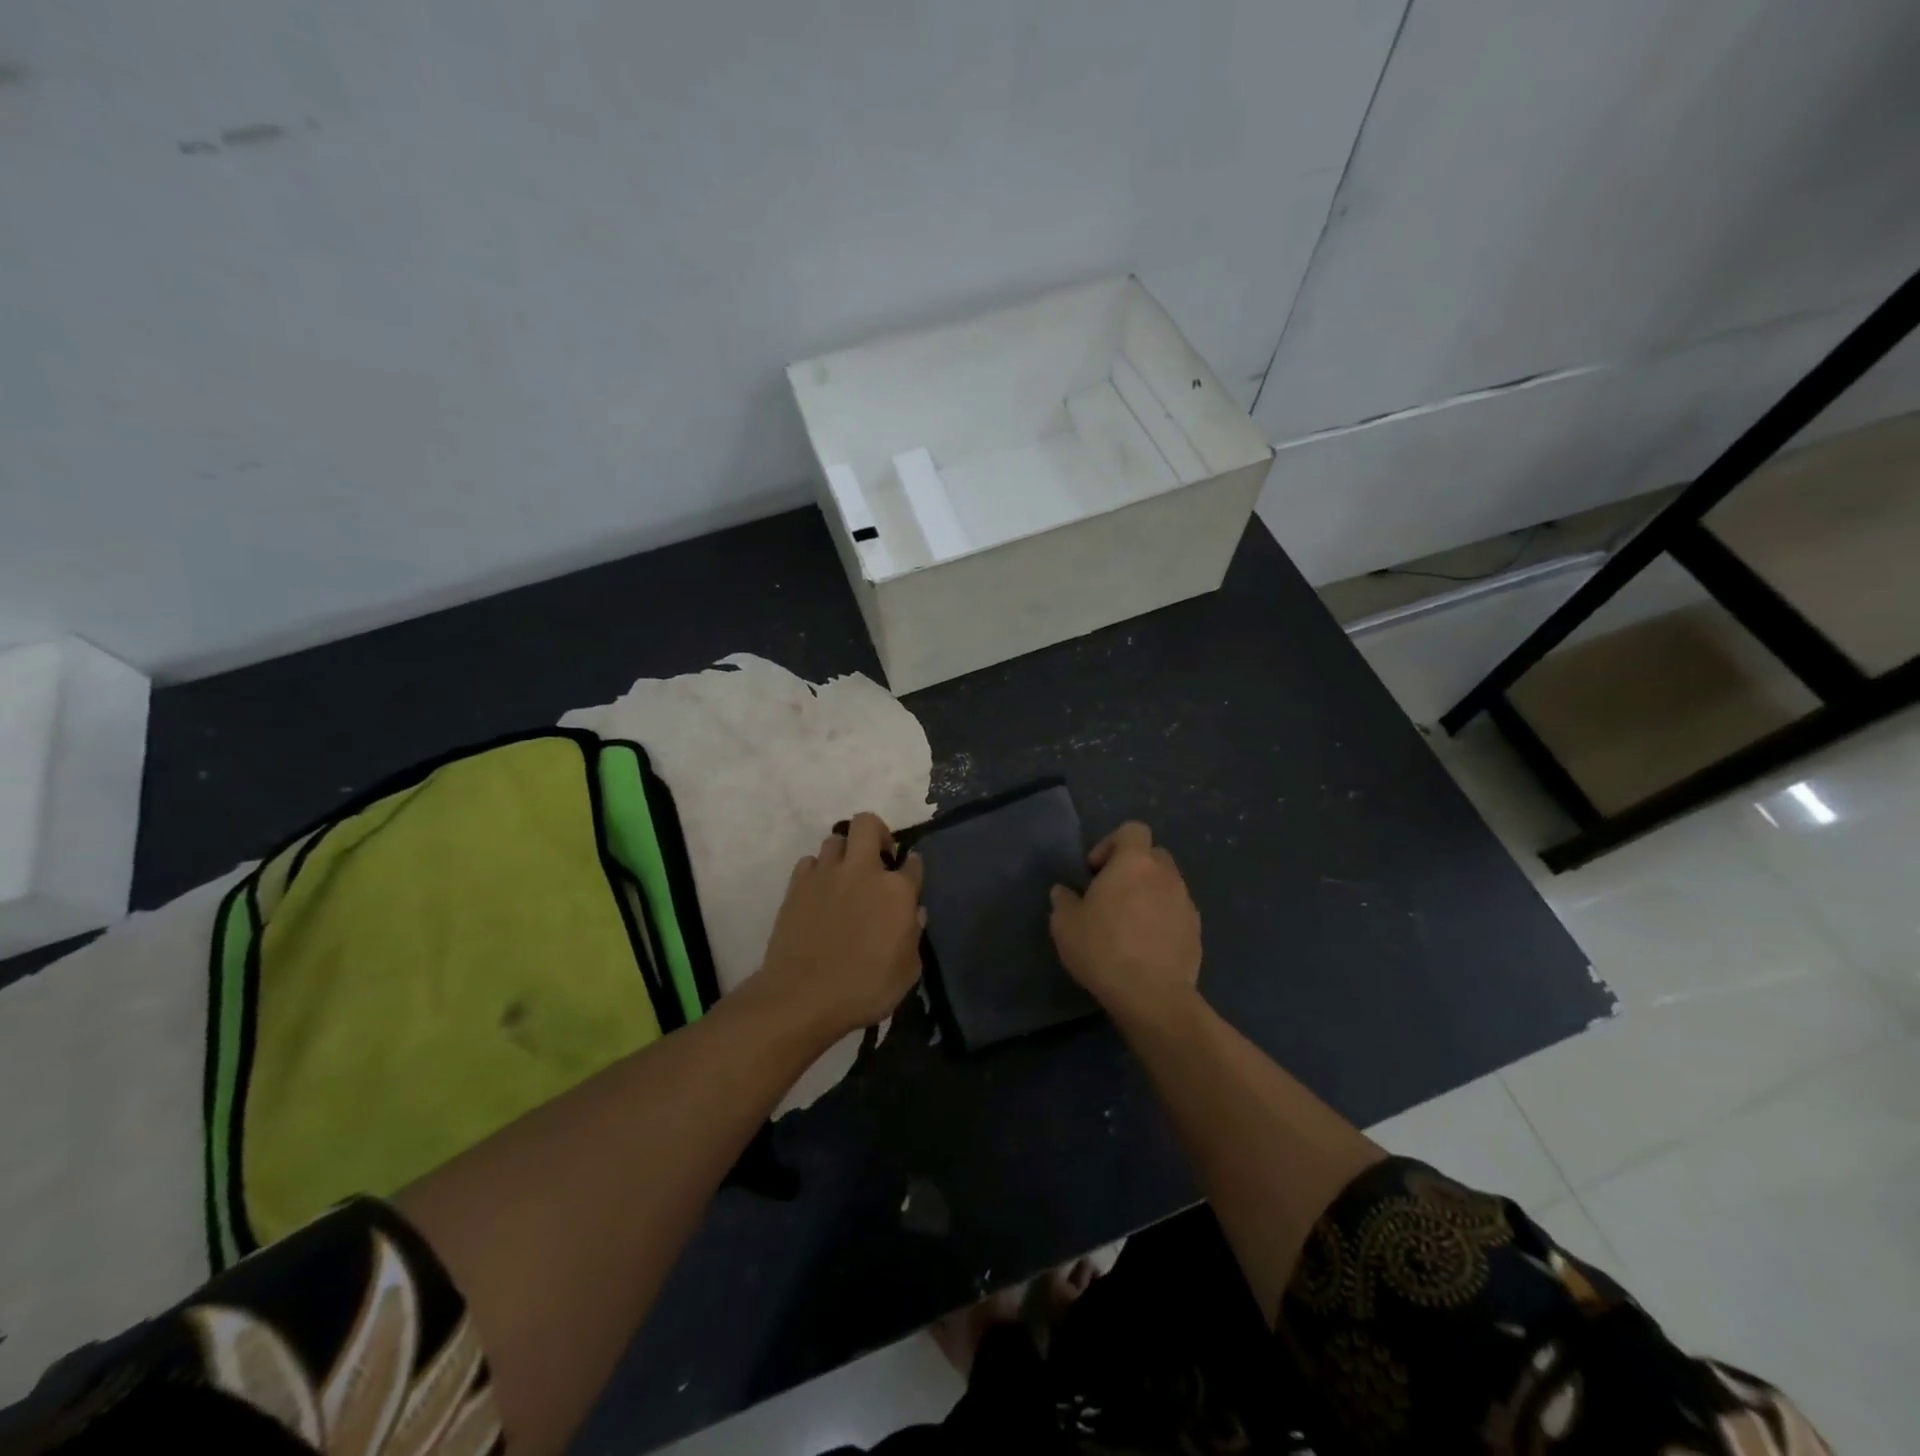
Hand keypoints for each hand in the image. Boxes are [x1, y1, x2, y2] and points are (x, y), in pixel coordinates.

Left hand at [756, 812, 924, 1041]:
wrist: (802, 998)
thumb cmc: (863, 990)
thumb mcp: (907, 972)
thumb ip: (914, 936)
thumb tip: (915, 913)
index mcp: (896, 891)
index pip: (913, 862)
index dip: (913, 866)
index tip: (910, 874)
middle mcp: (862, 871)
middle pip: (867, 824)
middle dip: (876, 832)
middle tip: (878, 858)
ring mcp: (826, 874)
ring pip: (835, 839)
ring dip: (844, 852)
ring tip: (845, 876)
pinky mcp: (797, 885)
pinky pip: (809, 862)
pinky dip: (817, 871)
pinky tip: (820, 892)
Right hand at [1049, 822, 1200, 1022]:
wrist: (1152, 996)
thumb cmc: (1103, 949)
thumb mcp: (1065, 925)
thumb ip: (1063, 901)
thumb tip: (1063, 892)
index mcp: (1134, 862)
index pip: (1133, 830)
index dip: (1112, 843)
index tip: (1096, 870)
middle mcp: (1165, 875)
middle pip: (1152, 855)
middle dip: (1134, 868)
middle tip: (1112, 894)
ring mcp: (1186, 902)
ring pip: (1167, 885)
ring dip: (1149, 894)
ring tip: (1129, 923)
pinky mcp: (1196, 931)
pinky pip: (1177, 913)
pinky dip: (1163, 919)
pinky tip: (1146, 945)